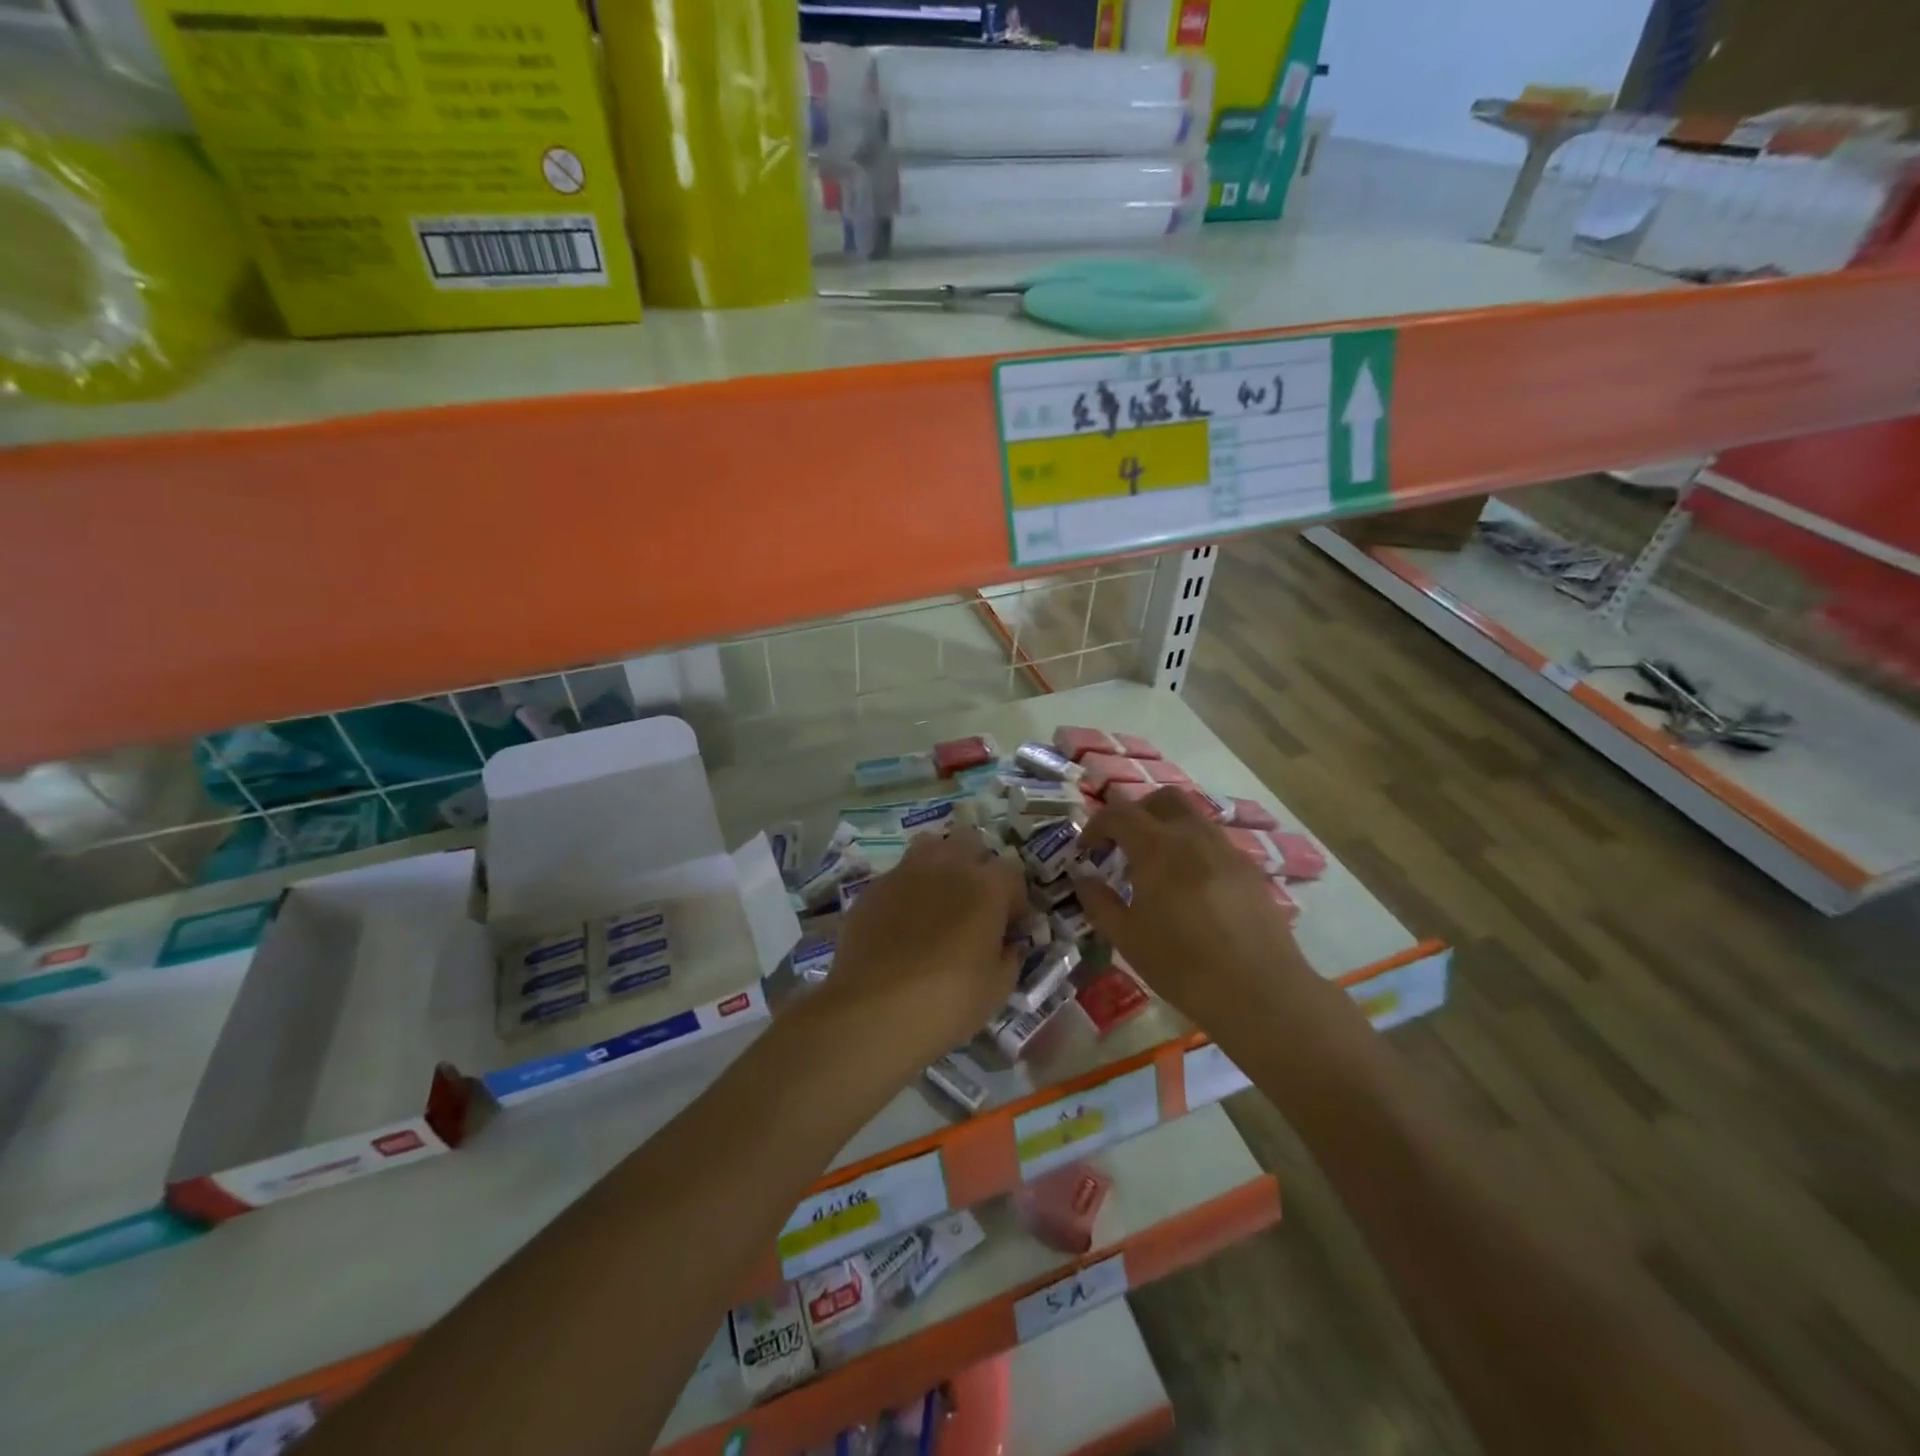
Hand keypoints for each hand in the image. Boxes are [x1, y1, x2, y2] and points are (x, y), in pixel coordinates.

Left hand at [816, 828, 1026, 1070]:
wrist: (872, 1010)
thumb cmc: (947, 1001)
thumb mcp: (996, 989)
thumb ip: (1009, 957)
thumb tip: (1007, 945)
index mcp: (986, 886)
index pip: (1012, 870)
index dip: (1014, 898)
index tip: (1009, 926)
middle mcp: (947, 866)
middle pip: (970, 841)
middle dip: (977, 864)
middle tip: (974, 902)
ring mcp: (905, 872)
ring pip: (930, 846)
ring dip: (940, 864)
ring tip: (938, 900)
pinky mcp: (873, 887)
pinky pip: (897, 875)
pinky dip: (906, 889)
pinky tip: (901, 922)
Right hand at [1071, 789, 1314, 1028]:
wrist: (1259, 991)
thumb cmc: (1181, 965)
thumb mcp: (1126, 938)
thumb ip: (1098, 901)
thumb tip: (1083, 877)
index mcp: (1157, 848)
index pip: (1118, 813)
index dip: (1095, 826)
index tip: (1086, 851)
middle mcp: (1193, 836)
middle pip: (1161, 799)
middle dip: (1136, 813)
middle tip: (1122, 845)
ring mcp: (1226, 850)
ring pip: (1192, 817)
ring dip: (1166, 828)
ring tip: (1156, 868)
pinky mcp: (1250, 869)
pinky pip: (1214, 843)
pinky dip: (1192, 849)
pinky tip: (1190, 889)